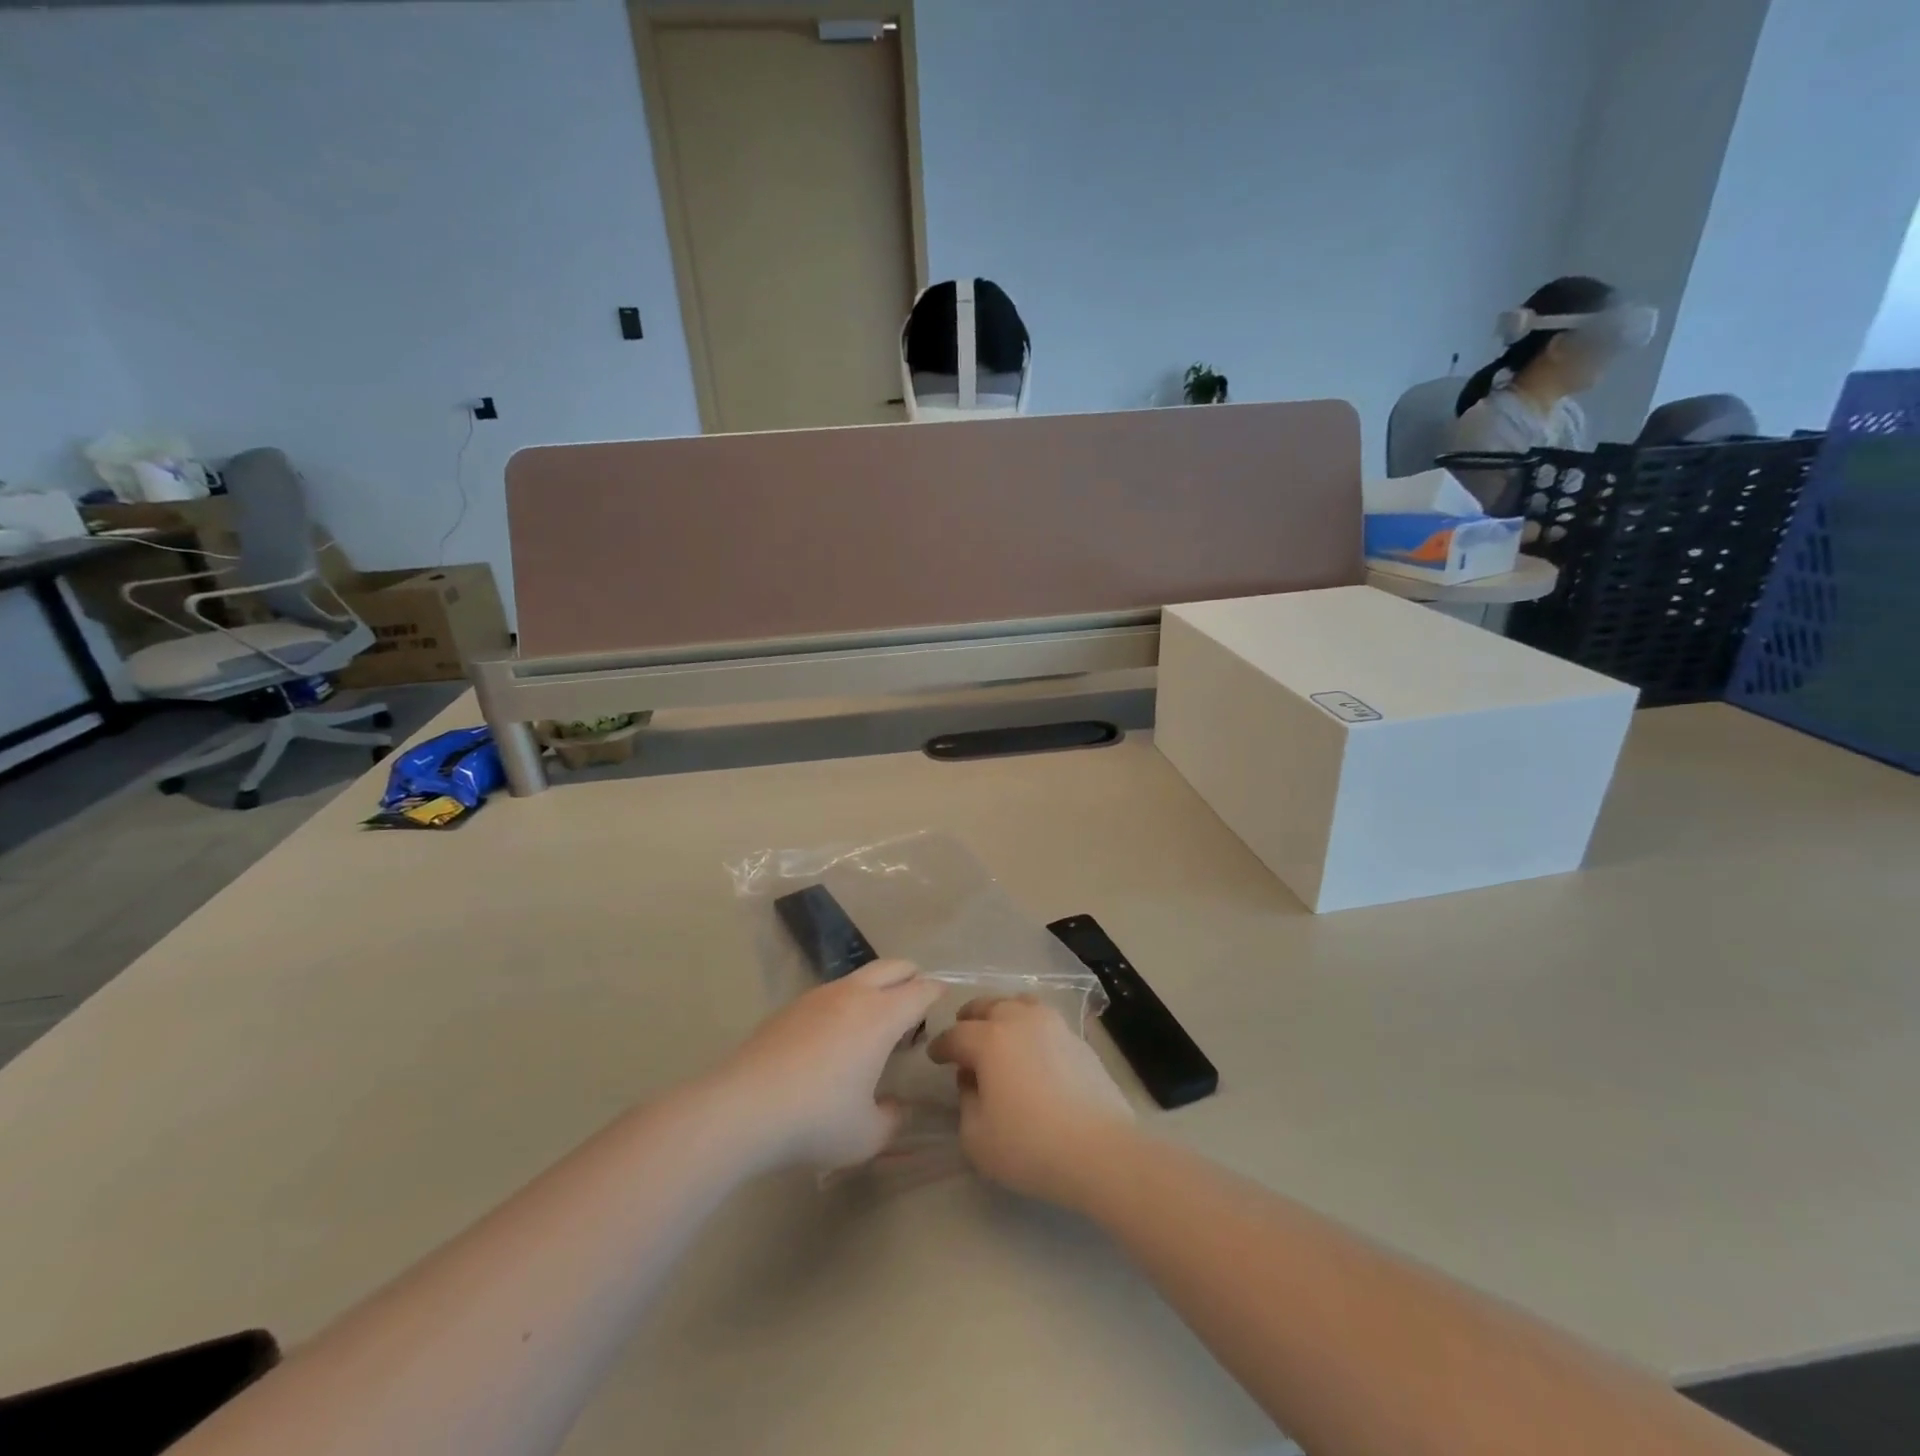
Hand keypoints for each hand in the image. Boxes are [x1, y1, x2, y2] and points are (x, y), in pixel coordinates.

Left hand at [718, 960, 942, 1170]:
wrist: (742, 1107)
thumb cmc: (815, 1119)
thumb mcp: (866, 1135)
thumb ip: (892, 1119)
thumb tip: (895, 1106)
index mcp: (880, 1017)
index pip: (919, 991)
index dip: (936, 992)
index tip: (945, 995)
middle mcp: (853, 995)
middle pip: (892, 967)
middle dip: (911, 975)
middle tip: (918, 994)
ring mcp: (818, 996)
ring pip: (859, 976)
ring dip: (877, 986)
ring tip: (879, 1016)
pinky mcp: (791, 1007)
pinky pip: (832, 992)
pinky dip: (848, 1001)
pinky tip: (838, 1033)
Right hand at [928, 996, 1134, 1206]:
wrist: (1100, 1150)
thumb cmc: (1030, 1146)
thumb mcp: (977, 1137)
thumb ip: (966, 1102)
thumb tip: (973, 1081)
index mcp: (989, 1039)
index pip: (955, 1035)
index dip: (941, 1046)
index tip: (934, 1056)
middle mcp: (1019, 1020)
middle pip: (987, 1006)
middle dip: (969, 1019)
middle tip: (963, 1036)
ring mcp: (1052, 1024)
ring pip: (1019, 1004)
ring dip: (1002, 1014)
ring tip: (998, 1033)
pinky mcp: (1077, 1038)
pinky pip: (1044, 1020)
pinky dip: (1030, 1026)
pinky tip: (1031, 1049)